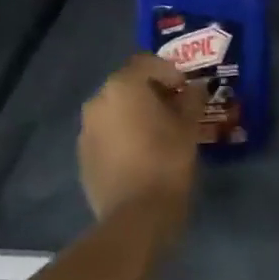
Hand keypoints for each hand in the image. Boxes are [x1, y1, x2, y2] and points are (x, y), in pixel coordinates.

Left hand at [79, 54, 204, 231]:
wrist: (135, 216)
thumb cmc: (167, 160)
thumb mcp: (189, 125)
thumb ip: (192, 99)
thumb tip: (195, 88)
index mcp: (123, 86)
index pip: (146, 62)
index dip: (169, 71)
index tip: (186, 89)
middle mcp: (98, 101)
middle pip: (128, 84)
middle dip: (151, 91)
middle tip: (175, 107)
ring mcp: (86, 130)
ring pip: (115, 109)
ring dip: (135, 113)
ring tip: (159, 131)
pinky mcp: (83, 156)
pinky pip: (106, 133)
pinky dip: (123, 134)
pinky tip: (141, 152)